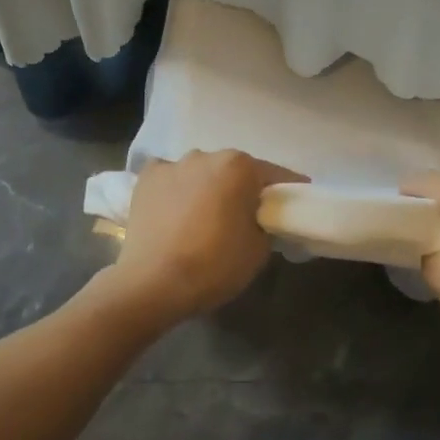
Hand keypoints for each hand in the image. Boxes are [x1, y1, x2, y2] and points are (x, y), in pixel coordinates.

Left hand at [112, 151, 300, 320]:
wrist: (153, 283)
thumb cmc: (214, 265)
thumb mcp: (258, 249)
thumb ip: (265, 224)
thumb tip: (257, 219)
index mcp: (239, 167)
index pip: (274, 175)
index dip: (287, 191)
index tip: (294, 203)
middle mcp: (206, 155)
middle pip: (234, 170)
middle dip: (242, 188)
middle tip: (246, 215)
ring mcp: (172, 164)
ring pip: (201, 172)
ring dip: (208, 187)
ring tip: (205, 216)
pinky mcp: (145, 179)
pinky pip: (170, 179)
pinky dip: (176, 190)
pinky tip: (174, 211)